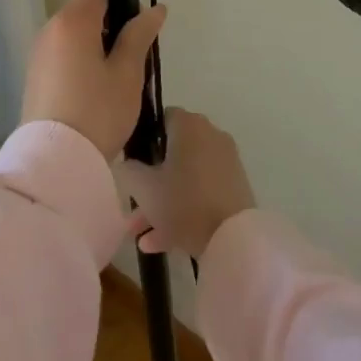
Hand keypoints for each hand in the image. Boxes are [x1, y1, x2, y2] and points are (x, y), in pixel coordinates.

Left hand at [20, 0, 166, 160]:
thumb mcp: (128, 72)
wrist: (56, 160)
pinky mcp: (34, 78)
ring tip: (116, 82)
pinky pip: (62, 57)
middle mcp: (49, 30)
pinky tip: (94, 94)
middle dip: (111, 27)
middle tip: (133, 60)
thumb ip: (139, 35)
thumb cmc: (98, 110)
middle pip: (85, 12)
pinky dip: (80, 64)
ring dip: (96, 48)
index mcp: (73, 21)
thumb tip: (155, 8)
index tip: (137, 28)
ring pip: (74, 37)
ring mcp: (38, 55)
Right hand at [119, 109, 255, 258]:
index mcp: (190, 126)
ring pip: (185, 178)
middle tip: (132, 205)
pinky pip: (201, 193)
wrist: (233, 238)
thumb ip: (128, 170)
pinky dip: (181, 211)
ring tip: (139, 234)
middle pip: (172, 153)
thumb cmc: (183, 203)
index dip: (143, 137)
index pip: (162, 118)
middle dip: (149, 181)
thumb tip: (126, 163)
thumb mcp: (143, 187)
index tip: (131, 161)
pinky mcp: (235, 188)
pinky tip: (157, 243)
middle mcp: (211, 136)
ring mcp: (225, 163)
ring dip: (161, 203)